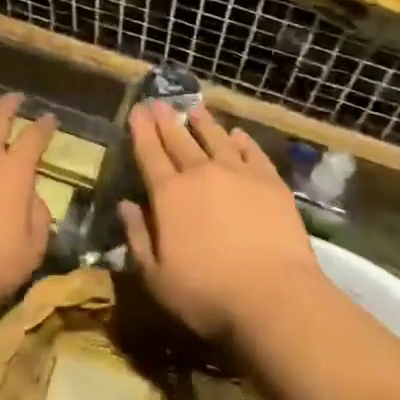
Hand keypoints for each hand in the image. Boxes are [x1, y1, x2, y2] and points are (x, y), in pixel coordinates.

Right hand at [117, 101, 324, 343]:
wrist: (274, 297)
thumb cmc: (207, 294)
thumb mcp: (156, 277)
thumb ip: (138, 237)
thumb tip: (125, 205)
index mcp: (169, 195)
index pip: (150, 154)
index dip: (141, 131)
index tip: (137, 110)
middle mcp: (201, 174)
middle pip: (180, 140)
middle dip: (166, 120)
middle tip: (159, 102)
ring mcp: (238, 174)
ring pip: (216, 139)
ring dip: (203, 123)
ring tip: (195, 110)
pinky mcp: (270, 182)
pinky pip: (252, 152)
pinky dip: (242, 141)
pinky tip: (237, 134)